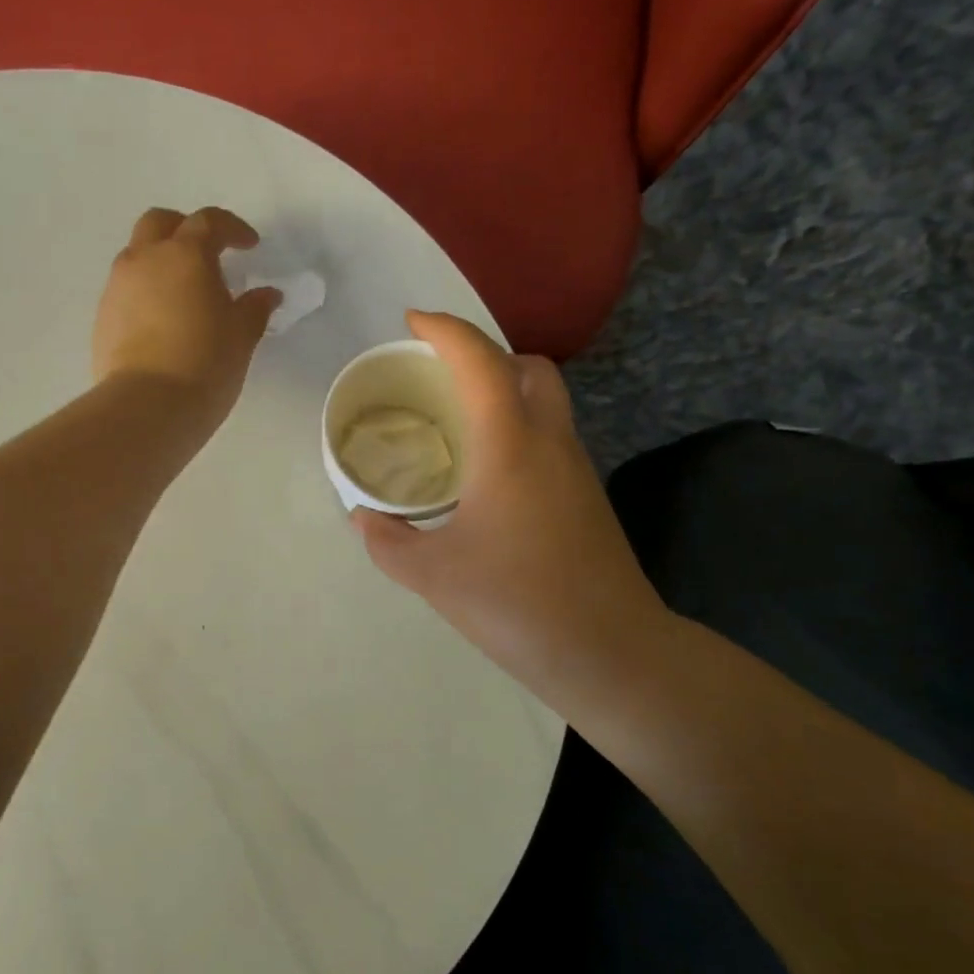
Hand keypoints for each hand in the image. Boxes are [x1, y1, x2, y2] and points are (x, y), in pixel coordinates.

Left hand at [93, 207, 281, 430]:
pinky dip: (144, 293)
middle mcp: (145, 259)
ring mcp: (117, 287)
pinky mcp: (102, 317)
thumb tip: (266, 295)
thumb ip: (254, 308)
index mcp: (185, 254)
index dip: (232, 229)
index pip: (209, 222)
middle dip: (184, 229)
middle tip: (206, 254)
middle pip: (159, 223)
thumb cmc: (205, 363)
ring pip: (136, 255)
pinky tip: (160, 321)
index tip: (249, 246)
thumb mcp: (241, 336)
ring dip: (159, 262)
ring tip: (182, 293)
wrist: (147, 406)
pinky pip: (125, 290)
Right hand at [351, 312, 671, 703]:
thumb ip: (388, 540)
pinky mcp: (585, 496)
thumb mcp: (431, 574)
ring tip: (455, 421)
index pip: (479, 360)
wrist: (609, 651)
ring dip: (503, 390)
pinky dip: (516, 427)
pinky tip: (485, 472)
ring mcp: (575, 467)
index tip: (411, 322)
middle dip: (484, 354)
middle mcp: (548, 441)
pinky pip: (548, 435)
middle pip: (528, 367)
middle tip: (439, 377)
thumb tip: (364, 517)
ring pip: (545, 400)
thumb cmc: (514, 602)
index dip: (445, 330)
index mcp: (508, 444)